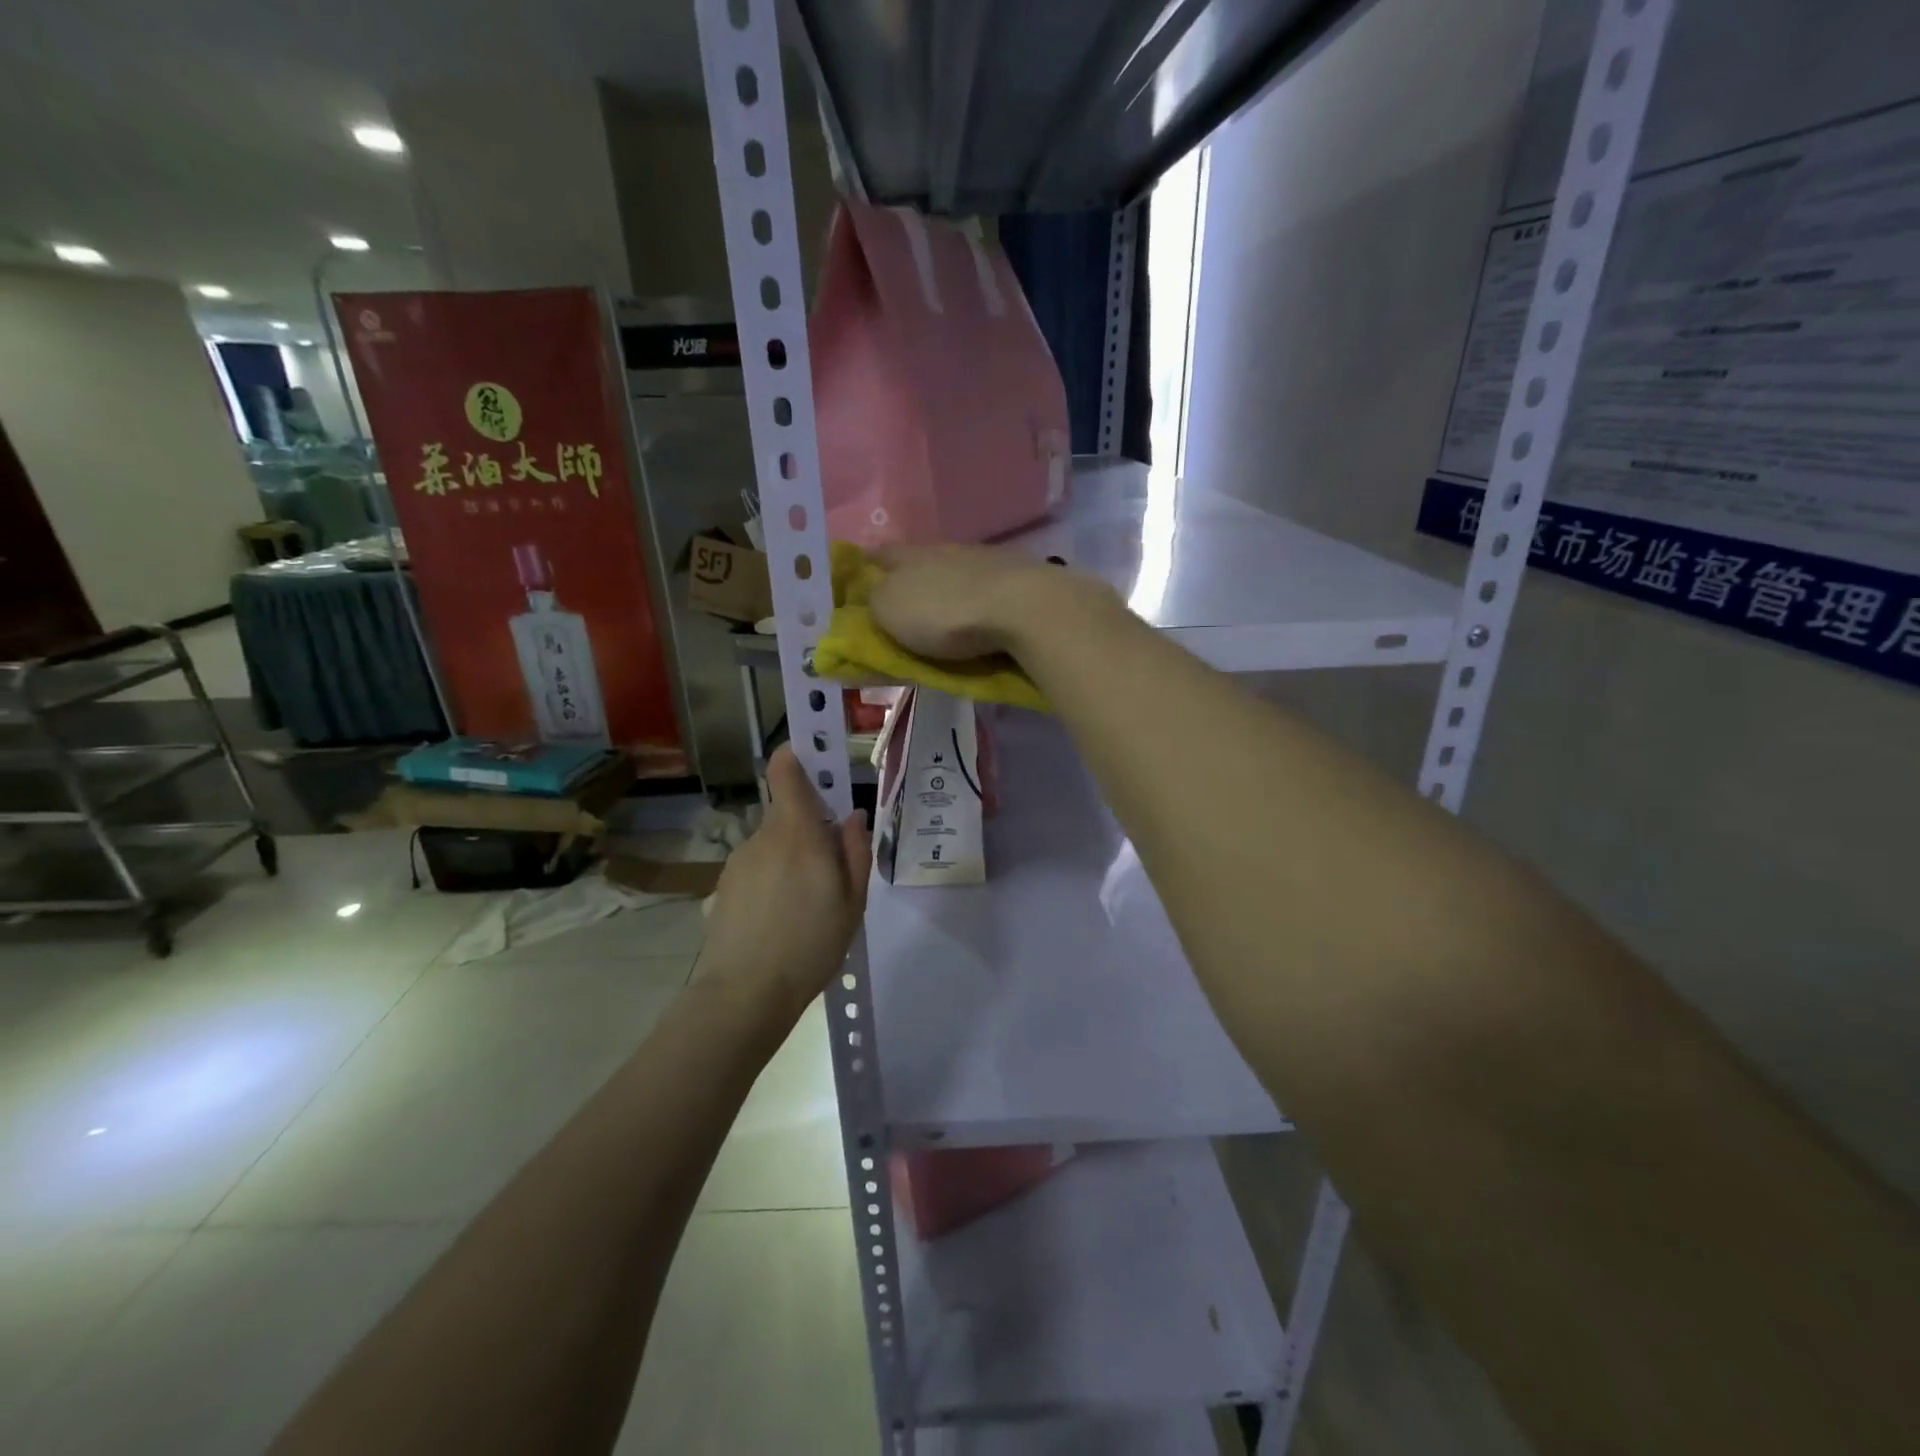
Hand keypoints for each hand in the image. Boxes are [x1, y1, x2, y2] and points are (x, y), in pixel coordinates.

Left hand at [696, 746, 869, 1013]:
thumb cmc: (811, 945)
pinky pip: (757, 868)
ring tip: (805, 907)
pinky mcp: (725, 885)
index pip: (785, 771)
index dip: (798, 757)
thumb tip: (854, 816)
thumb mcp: (853, 902)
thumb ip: (856, 851)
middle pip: (788, 814)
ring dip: (791, 859)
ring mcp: (740, 860)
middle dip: (810, 830)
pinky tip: (779, 920)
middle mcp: (764, 836)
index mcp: (798, 832)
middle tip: (830, 873)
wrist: (745, 993)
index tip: (817, 764)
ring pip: (774, 844)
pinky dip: (771, 881)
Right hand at [868, 543, 1106, 661]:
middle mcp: (947, 550)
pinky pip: (987, 590)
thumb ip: (873, 601)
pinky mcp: (1017, 581)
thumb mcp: (890, 610)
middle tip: (903, 604)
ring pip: (957, 573)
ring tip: (944, 615)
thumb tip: (869, 594)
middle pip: (920, 562)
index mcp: (910, 554)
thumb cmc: (944, 611)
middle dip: (910, 579)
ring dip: (948, 590)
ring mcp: (986, 561)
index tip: (858, 579)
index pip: (879, 554)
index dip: (866, 566)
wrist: (1022, 609)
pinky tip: (980, 617)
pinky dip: (978, 603)